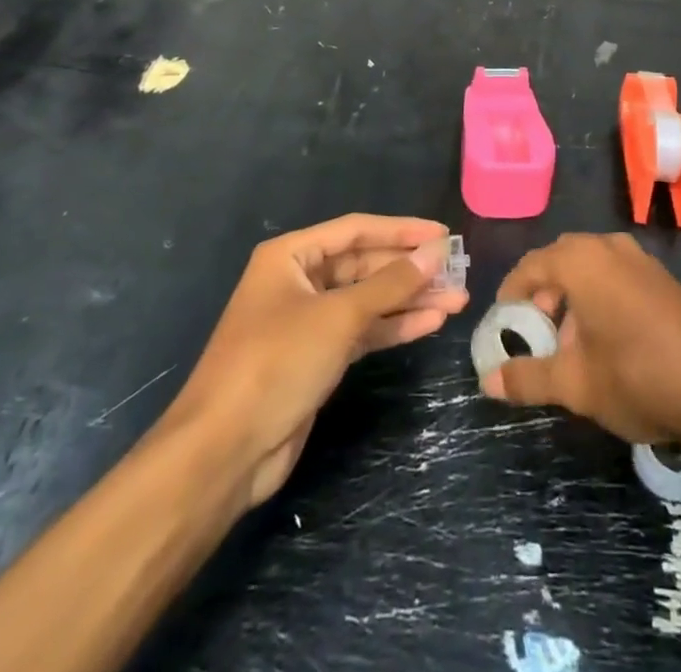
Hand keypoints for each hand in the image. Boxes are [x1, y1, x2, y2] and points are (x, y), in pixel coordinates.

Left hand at [165, 214, 466, 506]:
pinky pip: (363, 331)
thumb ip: (390, 283)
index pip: (357, 230)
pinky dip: (394, 327)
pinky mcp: (317, 357)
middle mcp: (299, 281)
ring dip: (409, 300)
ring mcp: (308, 321)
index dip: (402, 231)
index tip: (443, 234)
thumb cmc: (276, 363)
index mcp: (291, 256)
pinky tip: (430, 324)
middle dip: (410, 270)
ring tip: (457, 300)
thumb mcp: (338, 316)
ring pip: (368, 300)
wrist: (223, 451)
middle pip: (365, 265)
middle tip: (457, 272)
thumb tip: (436, 251)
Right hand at [480, 232, 680, 450]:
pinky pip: (616, 274)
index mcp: (582, 261)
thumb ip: (528, 378)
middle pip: (561, 259)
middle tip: (534, 331)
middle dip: (542, 293)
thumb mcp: (575, 384)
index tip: (503, 323)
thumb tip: (488, 382)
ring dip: (571, 295)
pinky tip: (605, 339)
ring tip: (568, 342)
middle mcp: (609, 247)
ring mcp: (640, 259)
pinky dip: (599, 296)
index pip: (531, 265)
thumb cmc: (638, 377)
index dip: (511, 293)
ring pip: (590, 266)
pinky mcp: (662, 278)